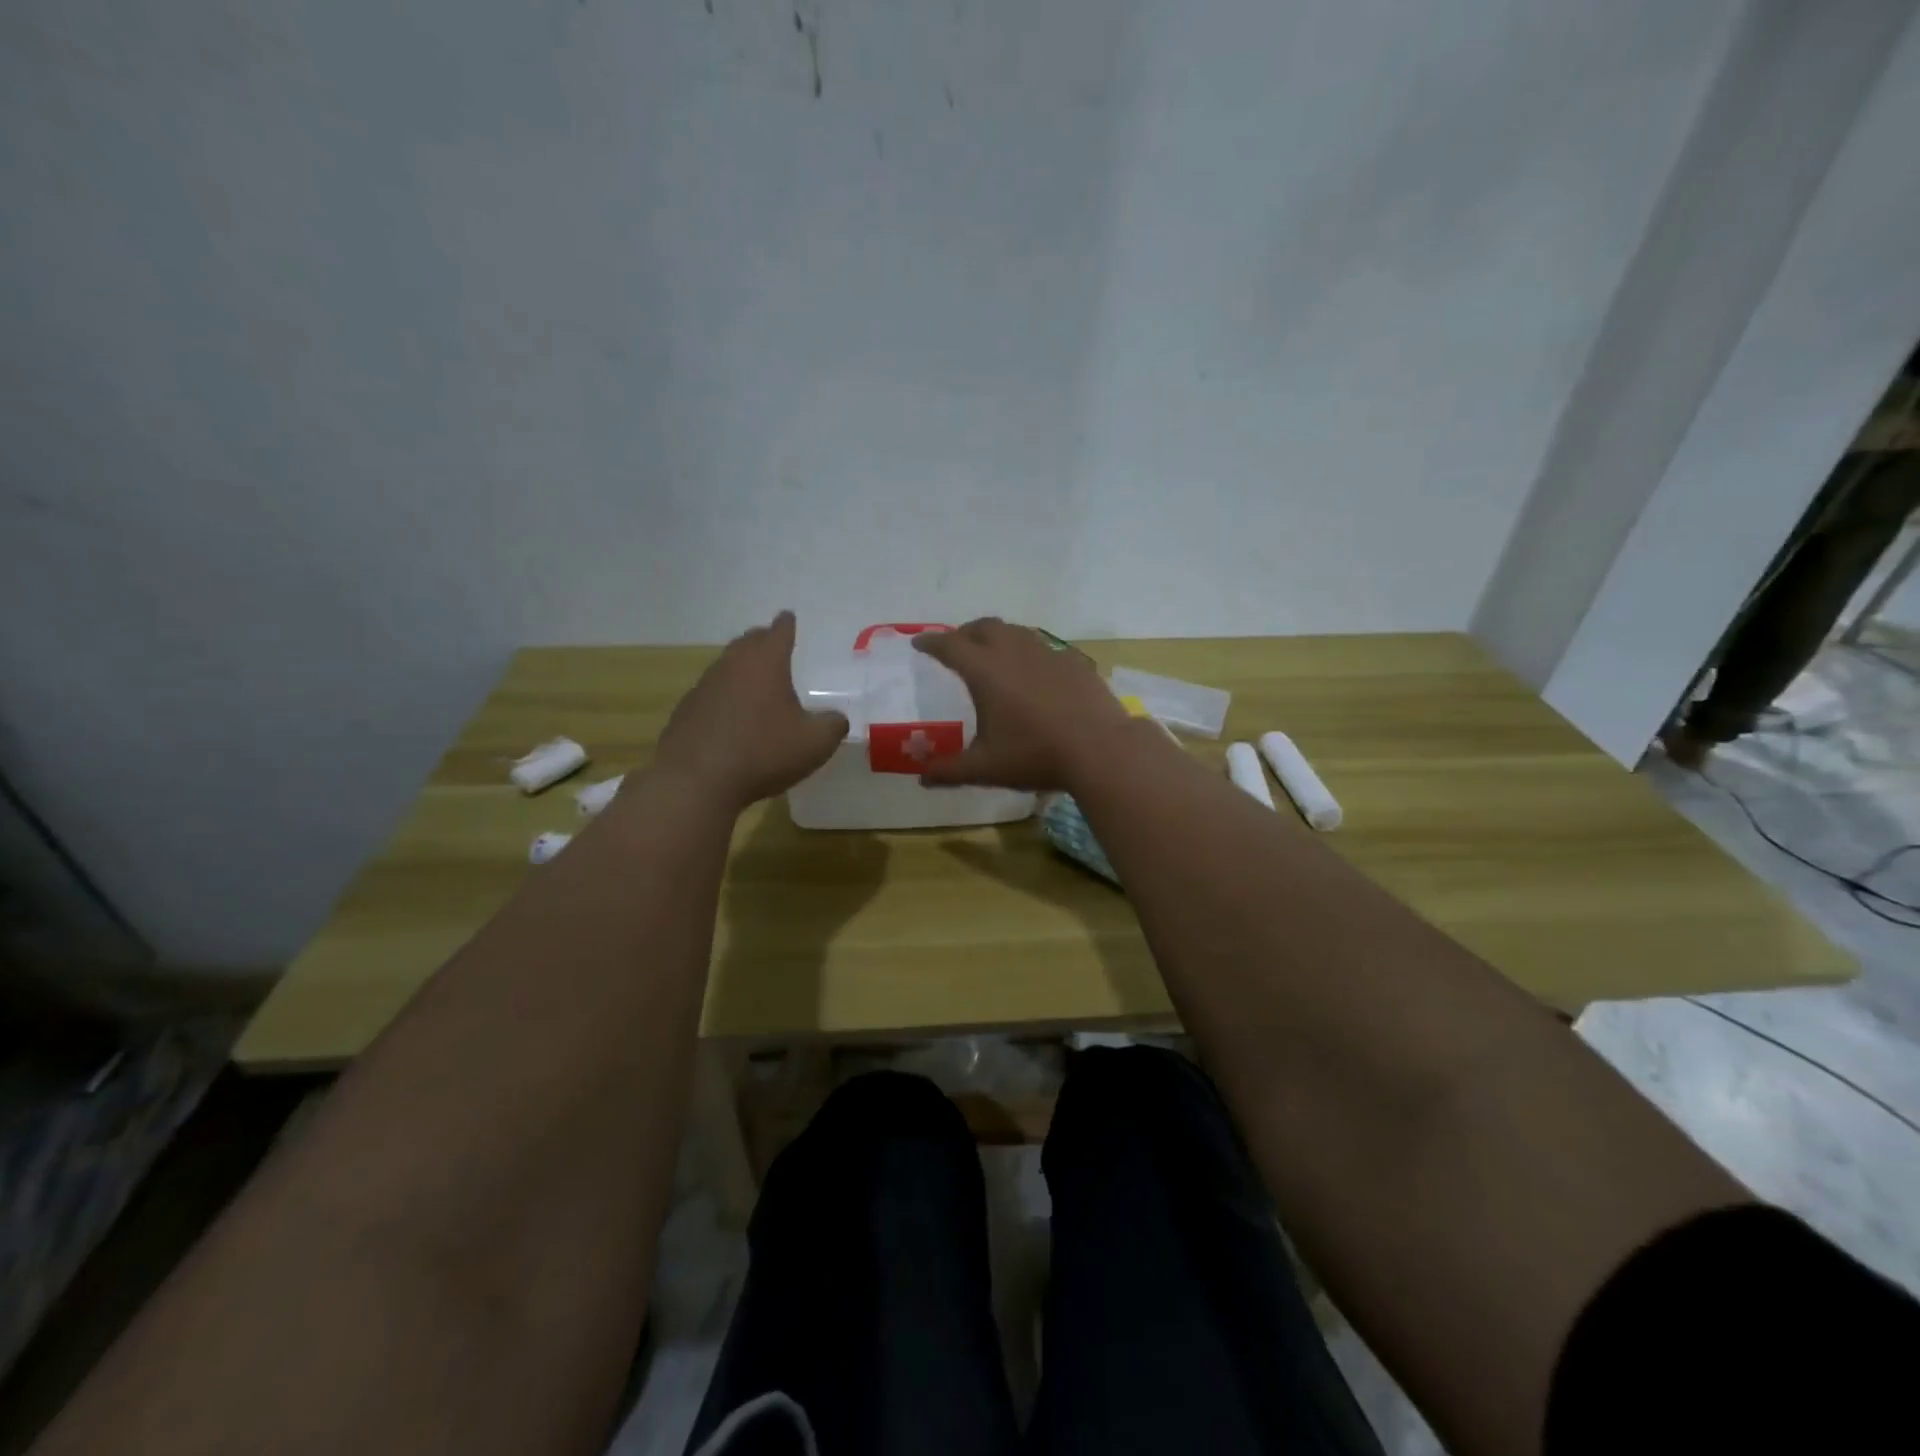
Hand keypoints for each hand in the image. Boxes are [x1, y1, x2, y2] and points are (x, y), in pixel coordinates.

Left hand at [653, 611, 848, 810]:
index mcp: (766, 662)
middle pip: (748, 642)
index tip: (789, 618)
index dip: (787, 624)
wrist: (696, 781)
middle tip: (775, 647)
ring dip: (743, 670)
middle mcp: (732, 665)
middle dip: (763, 641)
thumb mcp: (814, 744)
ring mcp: (704, 686)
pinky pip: (712, 694)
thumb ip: (833, 726)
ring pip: (727, 667)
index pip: (779, 631)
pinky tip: (733, 718)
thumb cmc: (762, 753)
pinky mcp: (687, 711)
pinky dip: (726, 698)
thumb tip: (837, 719)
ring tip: (757, 684)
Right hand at [912, 618, 1135, 792]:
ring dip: (998, 636)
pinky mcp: (1074, 662)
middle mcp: (1014, 652)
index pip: (950, 645)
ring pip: (1016, 632)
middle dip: (965, 633)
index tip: (919, 643)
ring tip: (994, 653)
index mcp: (986, 671)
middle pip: (984, 627)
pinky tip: (1035, 672)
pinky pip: (1044, 647)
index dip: (931, 643)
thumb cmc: (1035, 755)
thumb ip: (949, 771)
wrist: (1100, 749)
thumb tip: (922, 778)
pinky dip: (1029, 652)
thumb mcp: (986, 768)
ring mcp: (1048, 653)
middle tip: (956, 646)